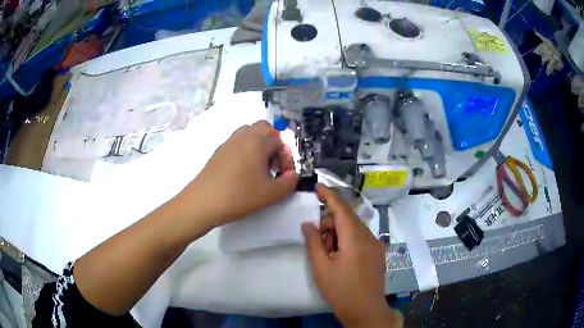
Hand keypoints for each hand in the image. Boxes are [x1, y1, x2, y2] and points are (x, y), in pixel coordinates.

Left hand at [172, 120, 297, 233]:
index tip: (285, 176)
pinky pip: (238, 144)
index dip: (287, 158)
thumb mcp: (272, 193)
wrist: (203, 201)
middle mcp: (243, 135)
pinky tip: (243, 173)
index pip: (280, 141)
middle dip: (274, 145)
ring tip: (260, 169)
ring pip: (249, 135)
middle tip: (274, 166)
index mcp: (258, 140)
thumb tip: (291, 176)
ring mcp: (228, 142)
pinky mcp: (218, 152)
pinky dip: (246, 152)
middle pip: (264, 129)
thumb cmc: (240, 195)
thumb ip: (289, 183)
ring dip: (259, 147)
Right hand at [302, 185, 400, 327]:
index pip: (342, 210)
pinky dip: (348, 240)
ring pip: (355, 228)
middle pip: (348, 219)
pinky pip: (361, 237)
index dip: (330, 196)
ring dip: (339, 233)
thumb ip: (314, 243)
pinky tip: (341, 257)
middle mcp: (369, 237)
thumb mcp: (322, 268)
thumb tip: (308, 224)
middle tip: (319, 242)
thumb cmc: (341, 291)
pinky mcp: (378, 253)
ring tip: (330, 254)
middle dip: (331, 223)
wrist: (366, 310)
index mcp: (355, 240)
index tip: (318, 187)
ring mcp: (376, 245)